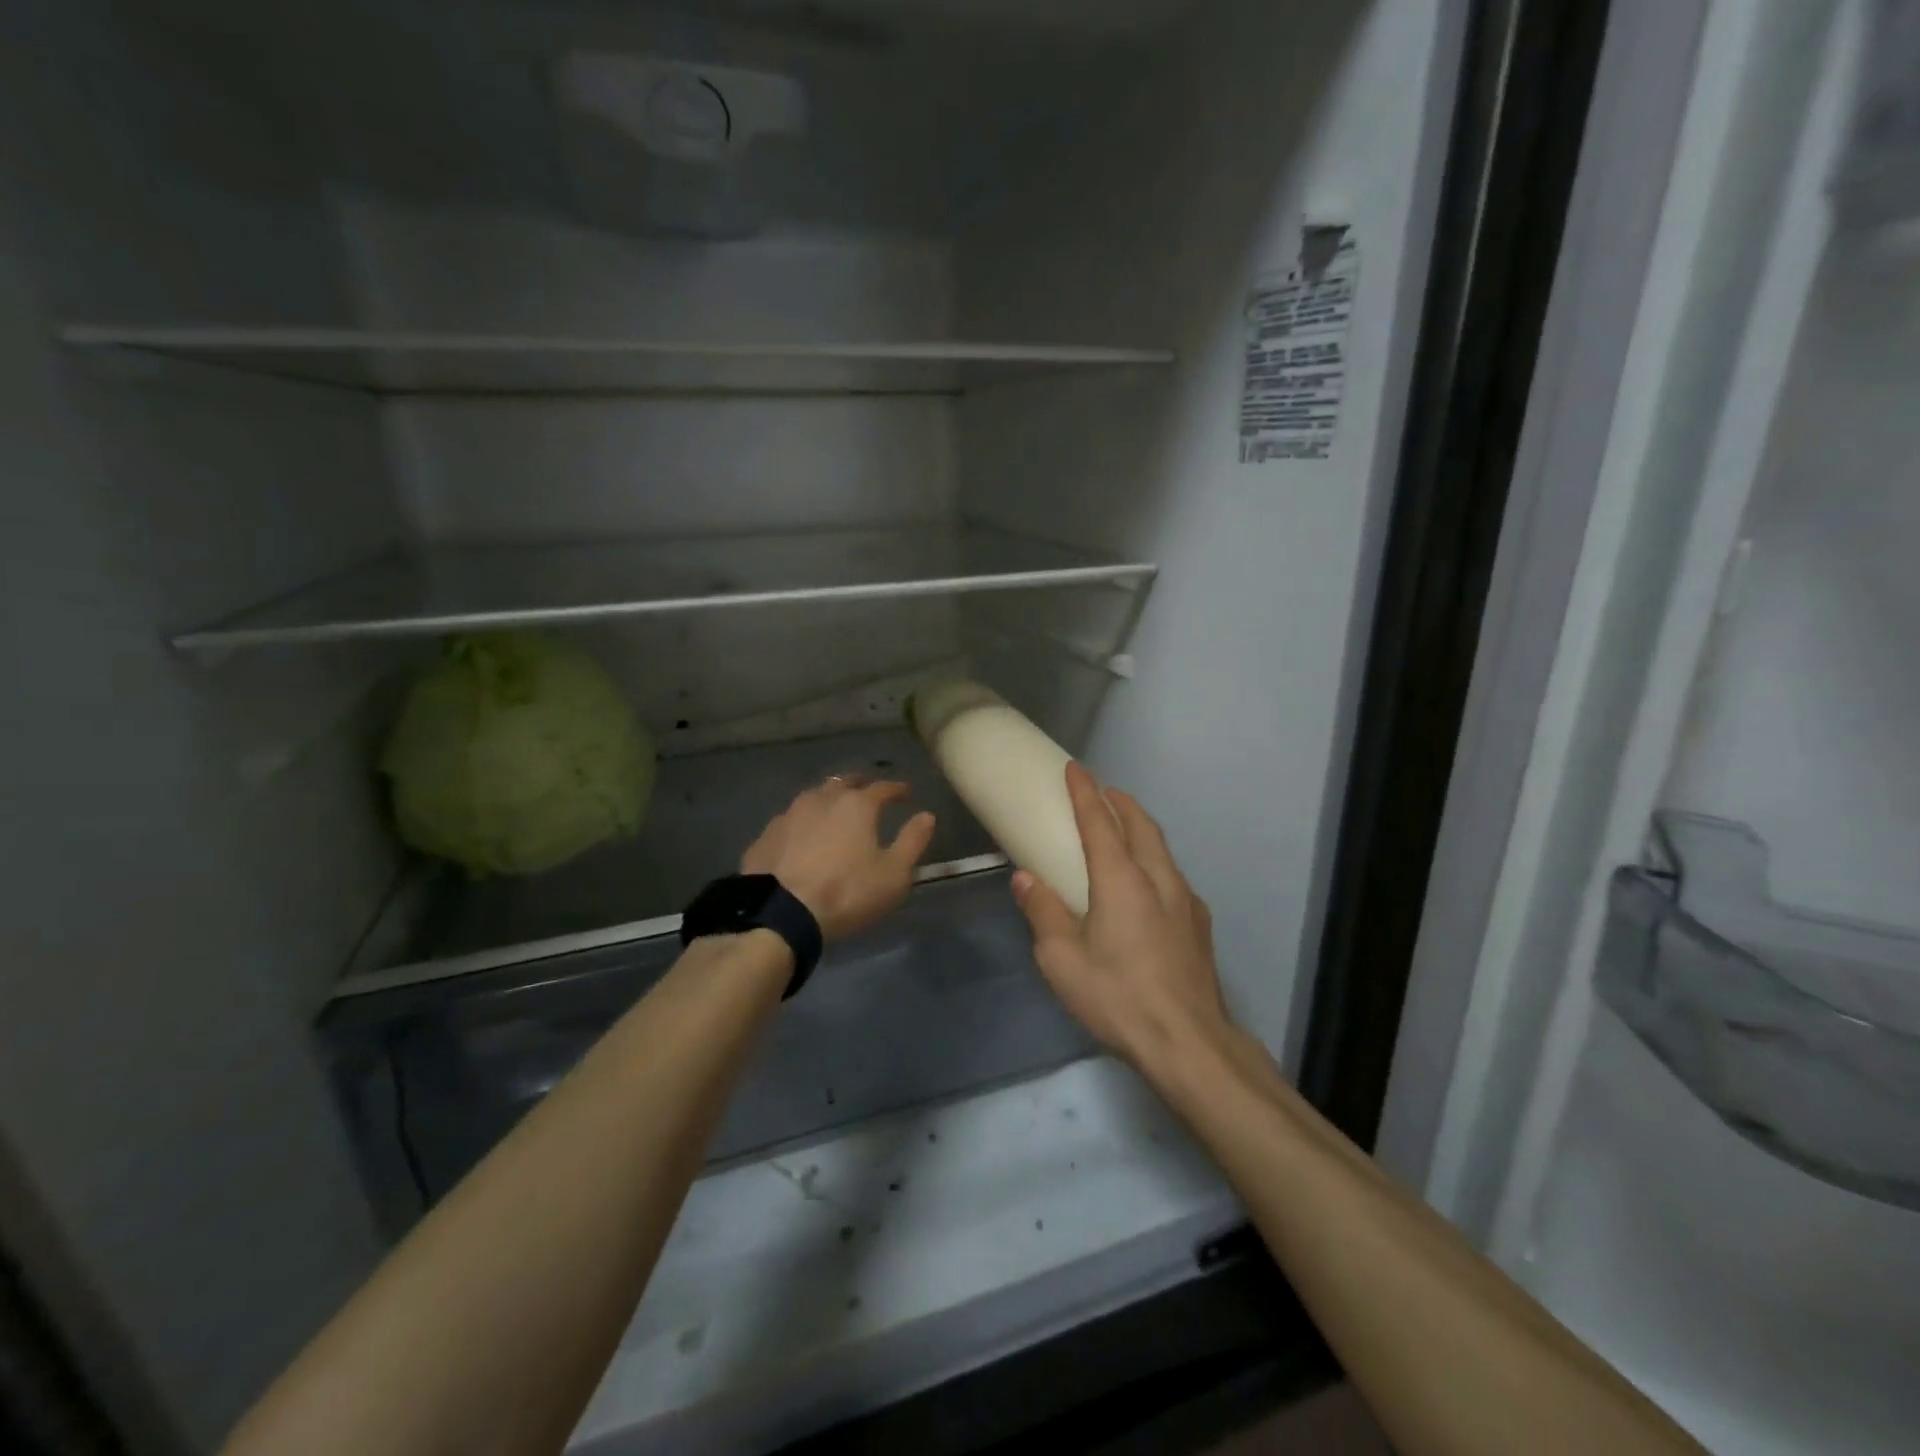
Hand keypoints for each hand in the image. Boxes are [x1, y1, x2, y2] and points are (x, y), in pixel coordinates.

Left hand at [742, 776, 935, 941]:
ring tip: (835, 812)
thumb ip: (913, 841)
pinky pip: (791, 820)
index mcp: (856, 805)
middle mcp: (822, 799)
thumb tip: (927, 816)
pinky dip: (803, 823)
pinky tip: (803, 836)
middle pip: (844, 782)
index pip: (882, 787)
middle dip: (860, 785)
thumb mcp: (893, 874)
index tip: (906, 793)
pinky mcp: (766, 835)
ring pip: (814, 797)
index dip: (897, 789)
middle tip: (869, 792)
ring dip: (828, 800)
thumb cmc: (846, 892)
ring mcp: (789, 814)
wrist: (779, 913)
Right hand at [1011, 763, 1230, 1069]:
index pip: (1100, 821)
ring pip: (1161, 848)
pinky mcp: (1198, 925)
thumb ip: (1043, 912)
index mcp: (1122, 880)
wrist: (1189, 1044)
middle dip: (1120, 801)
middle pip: (1140, 824)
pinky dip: (1154, 859)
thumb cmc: (1118, 997)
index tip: (1075, 768)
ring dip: (1140, 827)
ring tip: (1123, 828)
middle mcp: (1158, 879)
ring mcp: (1186, 901)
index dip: (1085, 792)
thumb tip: (1025, 878)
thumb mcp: (1062, 960)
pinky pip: (1173, 875)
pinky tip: (1148, 883)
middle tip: (1101, 791)